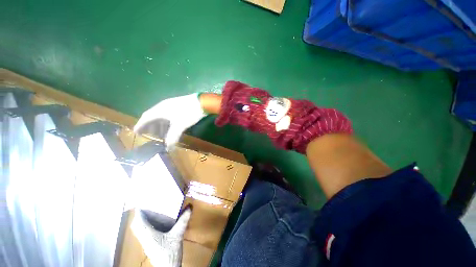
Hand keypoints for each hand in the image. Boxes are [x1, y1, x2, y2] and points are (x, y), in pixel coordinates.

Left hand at [131, 208, 191, 266]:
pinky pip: (144, 233)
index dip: (138, 212)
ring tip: (150, 212)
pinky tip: (155, 224)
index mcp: (148, 235)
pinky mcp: (150, 246)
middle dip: (139, 216)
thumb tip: (189, 206)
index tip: (142, 202)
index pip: (139, 222)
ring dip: (142, 221)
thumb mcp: (178, 235)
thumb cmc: (170, 252)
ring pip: (140, 230)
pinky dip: (147, 226)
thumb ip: (183, 221)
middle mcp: (144, 239)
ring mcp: (146, 243)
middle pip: (136, 226)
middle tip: (146, 206)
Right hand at [134, 93, 205, 145]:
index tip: (136, 132)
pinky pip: (168, 115)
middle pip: (153, 117)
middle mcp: (163, 106)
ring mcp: (171, 105)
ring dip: (160, 125)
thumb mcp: (180, 126)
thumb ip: (172, 136)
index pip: (146, 117)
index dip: (140, 125)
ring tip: (161, 134)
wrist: (202, 103)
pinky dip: (167, 123)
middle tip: (149, 136)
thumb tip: (168, 147)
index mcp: (159, 110)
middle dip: (150, 127)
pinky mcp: (178, 106)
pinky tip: (171, 128)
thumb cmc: (188, 113)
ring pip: (161, 116)